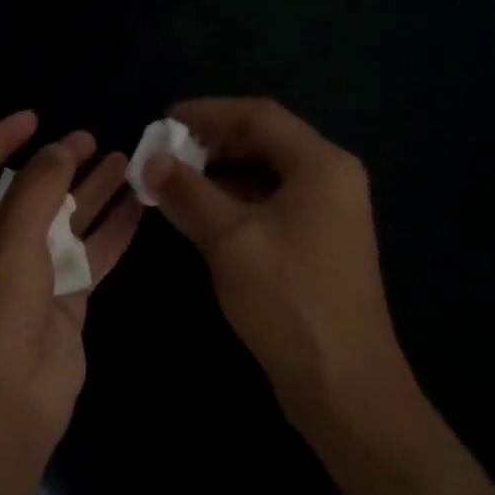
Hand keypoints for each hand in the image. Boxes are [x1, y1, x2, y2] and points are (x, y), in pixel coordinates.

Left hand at [0, 110, 142, 467]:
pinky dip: (111, 233)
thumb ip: (36, 189)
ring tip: (123, 160)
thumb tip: (59, 149)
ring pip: (62, 225)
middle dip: (55, 167)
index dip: (0, 141)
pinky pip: (89, 257)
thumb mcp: (8, 242)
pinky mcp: (62, 303)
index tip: (35, 116)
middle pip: (24, 196)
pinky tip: (138, 206)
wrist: (2, 409)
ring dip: (90, 194)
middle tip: (91, 139)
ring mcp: (26, 278)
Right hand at [142, 98, 402, 428]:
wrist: (341, 381)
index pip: (259, 116)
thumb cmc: (287, 299)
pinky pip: (271, 205)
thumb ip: (189, 192)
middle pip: (266, 142)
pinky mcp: (318, 244)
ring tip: (174, 184)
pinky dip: (234, 203)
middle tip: (164, 155)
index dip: (208, 113)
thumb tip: (152, 161)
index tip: (163, 121)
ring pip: (266, 175)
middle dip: (212, 144)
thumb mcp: (229, 239)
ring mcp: (328, 213)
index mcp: (321, 165)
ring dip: (220, 175)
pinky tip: (201, 216)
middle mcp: (331, 179)